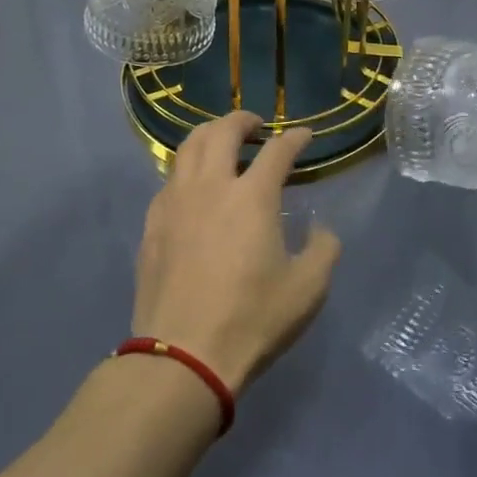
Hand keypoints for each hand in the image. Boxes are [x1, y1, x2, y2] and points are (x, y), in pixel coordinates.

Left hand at [132, 112, 340, 393]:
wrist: (183, 356)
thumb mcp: (308, 289)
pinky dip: (187, 170)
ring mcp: (175, 203)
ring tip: (222, 144)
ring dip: (209, 135)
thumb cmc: (252, 319)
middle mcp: (210, 186)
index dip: (295, 138)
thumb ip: (323, 248)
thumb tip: (319, 228)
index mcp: (252, 196)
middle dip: (243, 121)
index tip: (305, 136)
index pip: (277, 150)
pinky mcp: (152, 224)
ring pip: (187, 147)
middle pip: (222, 131)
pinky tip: (194, 188)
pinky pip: (169, 180)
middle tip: (256, 128)